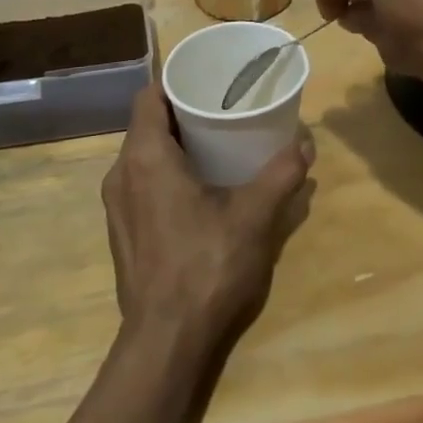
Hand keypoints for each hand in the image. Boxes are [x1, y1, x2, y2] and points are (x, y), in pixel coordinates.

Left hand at [101, 87, 315, 357]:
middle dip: (182, 113)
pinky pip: (140, 183)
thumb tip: (305, 141)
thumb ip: (281, 174)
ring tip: (215, 146)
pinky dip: (165, 173)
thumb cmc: (206, 266)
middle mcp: (121, 173)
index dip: (175, 82)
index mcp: (145, 157)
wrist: (166, 340)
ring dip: (174, 145)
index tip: (207, 82)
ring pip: (143, 156)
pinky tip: (198, 190)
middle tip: (222, 110)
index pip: (148, 96)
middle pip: (147, 125)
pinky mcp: (122, 231)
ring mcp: (117, 205)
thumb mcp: (253, 216)